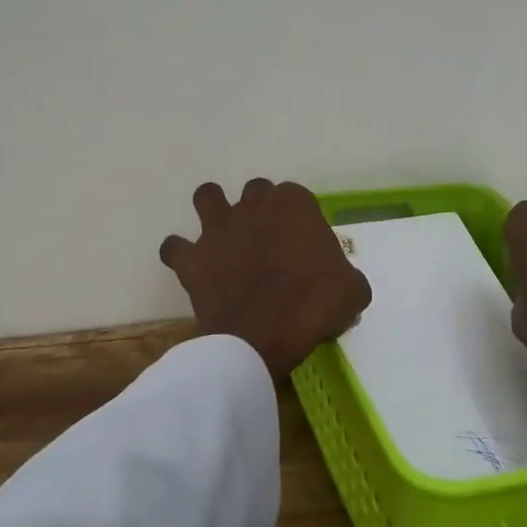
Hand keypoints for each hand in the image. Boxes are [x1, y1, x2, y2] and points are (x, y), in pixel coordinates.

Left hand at [160, 180, 371, 379]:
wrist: (262, 334)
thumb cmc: (313, 305)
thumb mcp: (352, 291)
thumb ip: (346, 277)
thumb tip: (342, 284)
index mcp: (294, 204)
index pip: (298, 199)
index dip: (301, 222)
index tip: (305, 248)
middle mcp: (253, 205)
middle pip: (256, 191)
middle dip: (261, 210)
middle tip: (270, 243)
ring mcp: (218, 228)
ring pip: (208, 196)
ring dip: (213, 209)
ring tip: (223, 235)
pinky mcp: (192, 257)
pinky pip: (174, 247)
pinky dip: (180, 254)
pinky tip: (191, 266)